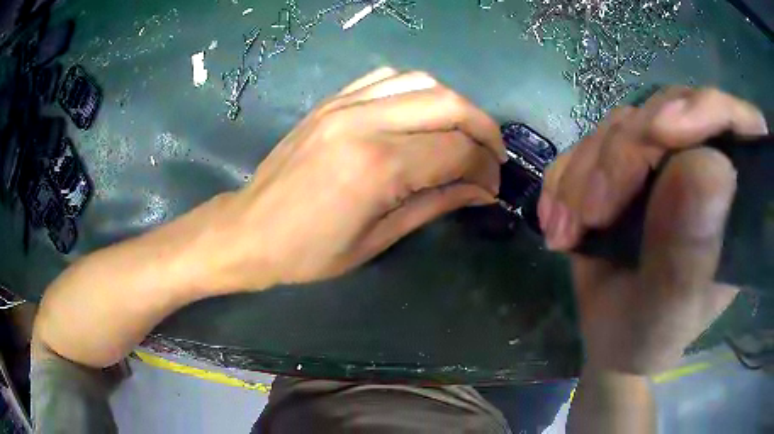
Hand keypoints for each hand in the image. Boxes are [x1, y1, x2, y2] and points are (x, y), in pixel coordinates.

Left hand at [202, 68, 505, 290]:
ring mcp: (344, 104)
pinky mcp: (332, 101)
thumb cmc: (308, 252)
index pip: (457, 150)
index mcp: (377, 167)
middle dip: (484, 129)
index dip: (485, 168)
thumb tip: (481, 190)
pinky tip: (423, 114)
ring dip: (455, 105)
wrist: (248, 230)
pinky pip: (387, 77)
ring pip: (423, 82)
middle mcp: (364, 123)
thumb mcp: (377, 240)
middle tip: (492, 155)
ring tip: (464, 133)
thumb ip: (434, 205)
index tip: (492, 185)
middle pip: (449, 104)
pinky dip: (418, 91)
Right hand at [539, 88, 767, 372]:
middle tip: (594, 213)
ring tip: (570, 232)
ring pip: (623, 125)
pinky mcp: (623, 164)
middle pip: (668, 111)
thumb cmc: (651, 336)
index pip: (733, 122)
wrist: (612, 339)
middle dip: (624, 154)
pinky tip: (559, 222)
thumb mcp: (672, 309)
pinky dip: (565, 179)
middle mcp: (702, 164)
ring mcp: (661, 160)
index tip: (661, 134)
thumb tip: (707, 164)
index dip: (706, 109)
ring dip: (587, 173)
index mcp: (733, 199)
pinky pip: (588, 143)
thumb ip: (692, 250)